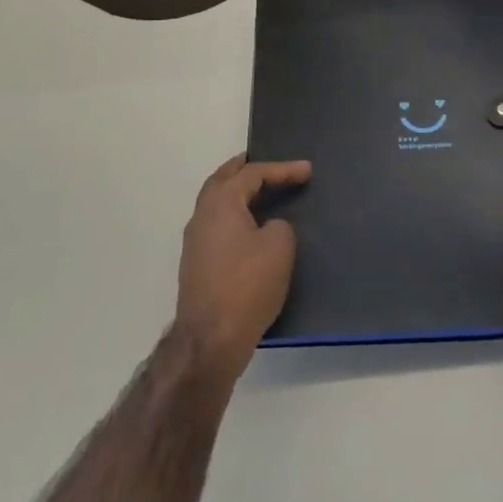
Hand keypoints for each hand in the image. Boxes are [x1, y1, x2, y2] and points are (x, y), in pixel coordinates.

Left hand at [175, 154, 305, 382]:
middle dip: (244, 169)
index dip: (282, 169)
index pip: (252, 174)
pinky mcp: (196, 264)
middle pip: (222, 180)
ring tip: (259, 191)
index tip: (307, 170)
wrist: (211, 339)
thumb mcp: (280, 247)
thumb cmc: (248, 285)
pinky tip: (249, 226)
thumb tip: (269, 228)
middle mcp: (202, 215)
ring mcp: (195, 241)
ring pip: (215, 203)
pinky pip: (216, 224)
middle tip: (265, 162)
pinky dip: (233, 214)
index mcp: (221, 203)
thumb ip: (279, 225)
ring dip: (236, 192)